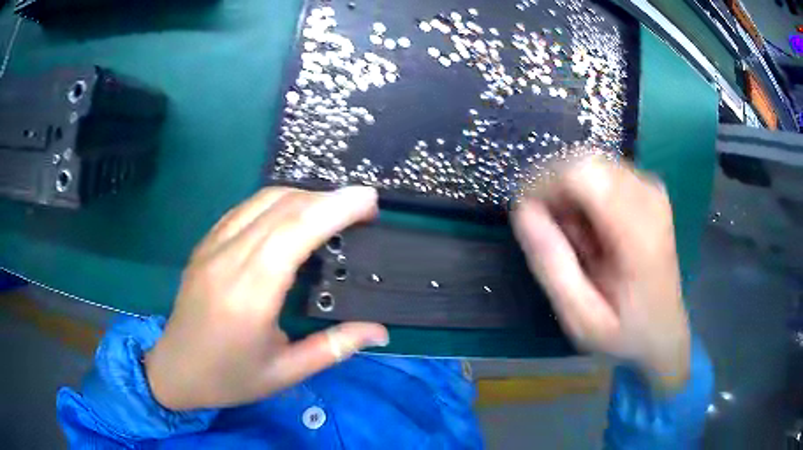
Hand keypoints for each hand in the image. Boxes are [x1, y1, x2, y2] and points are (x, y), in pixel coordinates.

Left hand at [144, 187, 388, 410]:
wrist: (175, 370)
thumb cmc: (229, 378)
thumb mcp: (285, 373)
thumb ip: (334, 347)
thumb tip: (380, 330)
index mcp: (249, 295)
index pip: (294, 233)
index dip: (334, 208)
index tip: (369, 200)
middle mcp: (228, 260)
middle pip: (282, 207)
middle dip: (328, 198)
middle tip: (362, 207)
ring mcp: (212, 247)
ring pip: (262, 200)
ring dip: (304, 196)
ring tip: (333, 210)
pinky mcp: (205, 244)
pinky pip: (245, 209)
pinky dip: (277, 202)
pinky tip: (293, 216)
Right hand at [512, 158, 690, 391]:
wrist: (664, 330)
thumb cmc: (624, 332)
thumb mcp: (581, 318)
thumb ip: (552, 265)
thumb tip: (522, 211)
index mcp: (638, 233)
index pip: (583, 173)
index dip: (545, 184)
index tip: (528, 217)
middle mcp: (649, 198)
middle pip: (584, 161)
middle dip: (556, 190)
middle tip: (553, 234)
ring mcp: (651, 189)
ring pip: (590, 163)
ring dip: (570, 195)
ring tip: (575, 237)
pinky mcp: (648, 188)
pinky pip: (602, 171)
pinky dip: (585, 194)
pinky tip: (590, 227)